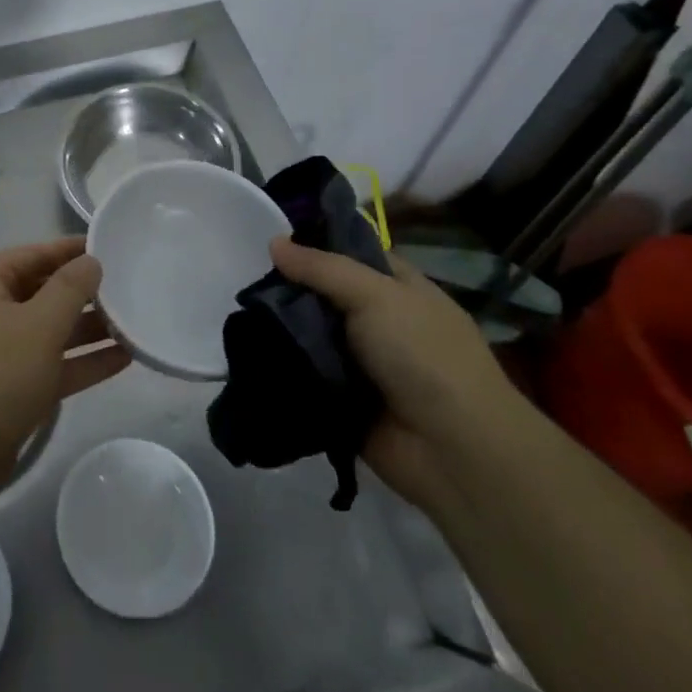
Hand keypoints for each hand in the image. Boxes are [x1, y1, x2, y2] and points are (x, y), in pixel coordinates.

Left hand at [0, 237, 130, 515]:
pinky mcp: (9, 392)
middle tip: (134, 287)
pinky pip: (51, 366)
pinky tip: (124, 359)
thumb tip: (91, 260)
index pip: (35, 253)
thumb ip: (69, 289)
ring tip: (138, 323)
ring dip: (89, 329)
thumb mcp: (37, 325)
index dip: (73, 250)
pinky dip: (82, 362)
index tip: (114, 247)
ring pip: (50, 331)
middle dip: (86, 292)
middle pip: (43, 291)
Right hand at [269, 237, 529, 513]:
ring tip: (237, 315)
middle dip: (288, 288)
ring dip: (280, 328)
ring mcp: (361, 362)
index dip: (314, 244)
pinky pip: (304, 374)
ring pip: (310, 334)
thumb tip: (273, 242)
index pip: (350, 253)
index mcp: (398, 288)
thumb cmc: (424, 356)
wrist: (454, 452)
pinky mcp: (342, 398)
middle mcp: (379, 320)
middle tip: (246, 279)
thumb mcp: (376, 295)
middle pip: (323, 294)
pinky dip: (282, 366)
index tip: (270, 239)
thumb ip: (322, 268)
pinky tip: (246, 352)